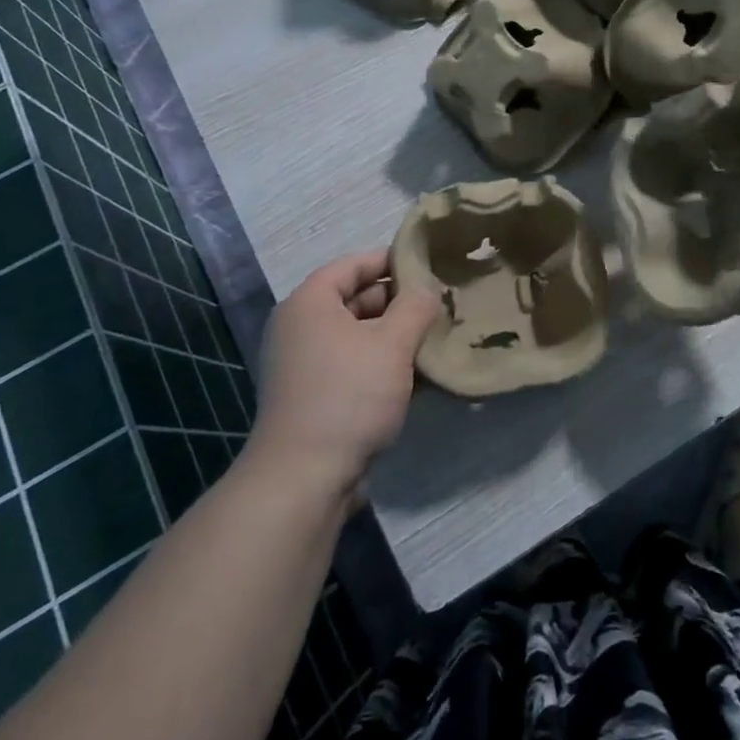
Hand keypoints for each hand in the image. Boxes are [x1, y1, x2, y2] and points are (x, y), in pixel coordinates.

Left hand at [247, 250, 442, 502]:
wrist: (304, 478)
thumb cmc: (348, 395)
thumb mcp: (392, 344)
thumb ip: (415, 308)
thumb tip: (427, 288)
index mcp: (309, 303)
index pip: (352, 265)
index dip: (390, 260)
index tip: (427, 264)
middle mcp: (300, 328)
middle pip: (355, 300)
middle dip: (398, 302)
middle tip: (439, 303)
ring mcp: (305, 366)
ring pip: (358, 337)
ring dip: (394, 337)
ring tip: (436, 337)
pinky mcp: (314, 398)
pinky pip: (353, 367)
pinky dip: (382, 365)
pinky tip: (419, 375)